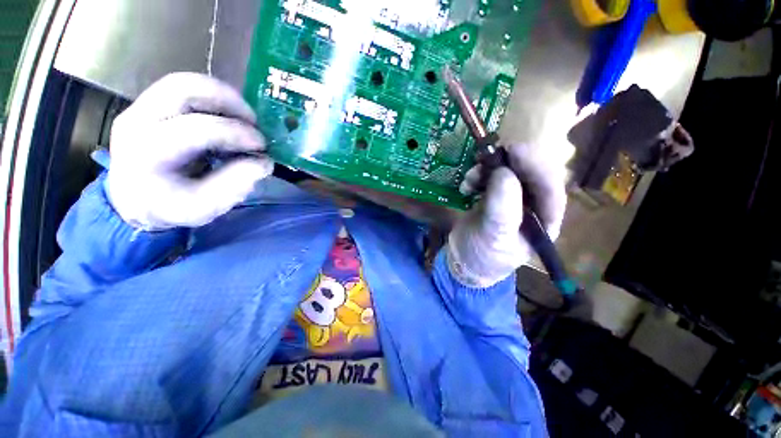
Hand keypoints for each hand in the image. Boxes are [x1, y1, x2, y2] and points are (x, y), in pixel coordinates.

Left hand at [106, 73, 272, 229]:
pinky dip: (213, 98)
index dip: (236, 134)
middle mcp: (137, 121)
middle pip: (182, 89)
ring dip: (222, 95)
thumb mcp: (205, 207)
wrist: (133, 199)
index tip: (262, 146)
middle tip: (253, 121)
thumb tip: (263, 162)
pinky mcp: (148, 104)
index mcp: (148, 154)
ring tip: (244, 117)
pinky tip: (228, 117)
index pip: (196, 130)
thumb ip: (236, 185)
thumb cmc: (169, 207)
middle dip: (227, 101)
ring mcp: (139, 108)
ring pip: (183, 82)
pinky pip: (183, 88)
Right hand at [447, 143, 567, 287]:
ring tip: (469, 178)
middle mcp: (533, 205)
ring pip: (509, 172)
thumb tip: (504, 173)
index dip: (535, 166)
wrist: (464, 260)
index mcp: (544, 220)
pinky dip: (478, 175)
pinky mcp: (494, 196)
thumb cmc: (483, 256)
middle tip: (486, 157)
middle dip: (507, 164)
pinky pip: (491, 177)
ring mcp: (512, 198)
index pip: (550, 187)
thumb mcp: (494, 237)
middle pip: (529, 174)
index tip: (514, 151)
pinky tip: (467, 185)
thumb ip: (502, 209)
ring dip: (488, 169)